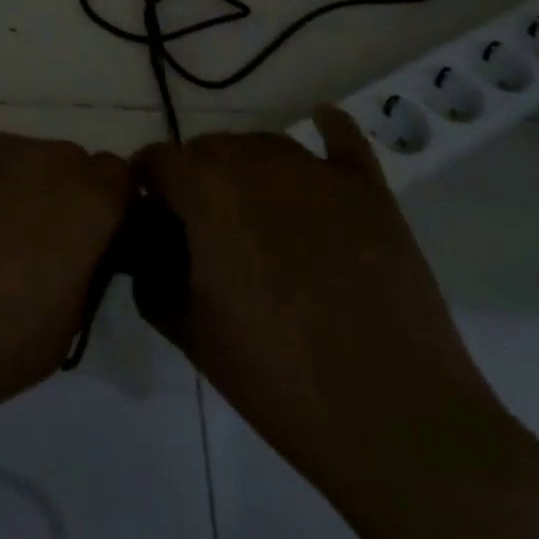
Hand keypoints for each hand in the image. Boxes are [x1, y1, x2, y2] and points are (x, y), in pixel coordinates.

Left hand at [0, 128, 130, 435]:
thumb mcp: (60, 331)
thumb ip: (86, 270)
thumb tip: (80, 244)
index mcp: (82, 202)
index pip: (120, 178)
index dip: (104, 208)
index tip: (83, 240)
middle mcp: (39, 157)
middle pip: (65, 162)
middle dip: (56, 195)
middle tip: (22, 243)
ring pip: (14, 155)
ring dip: (7, 185)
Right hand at [133, 107, 498, 504]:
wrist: (391, 414)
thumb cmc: (277, 377)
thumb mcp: (190, 333)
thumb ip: (152, 280)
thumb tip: (147, 251)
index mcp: (207, 192)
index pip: (158, 159)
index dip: (146, 185)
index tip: (151, 217)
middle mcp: (257, 163)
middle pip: (209, 146)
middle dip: (193, 176)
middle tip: (202, 227)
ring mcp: (317, 171)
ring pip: (264, 143)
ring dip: (246, 165)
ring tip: (253, 210)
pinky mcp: (368, 188)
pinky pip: (342, 138)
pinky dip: (326, 129)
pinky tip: (321, 123)